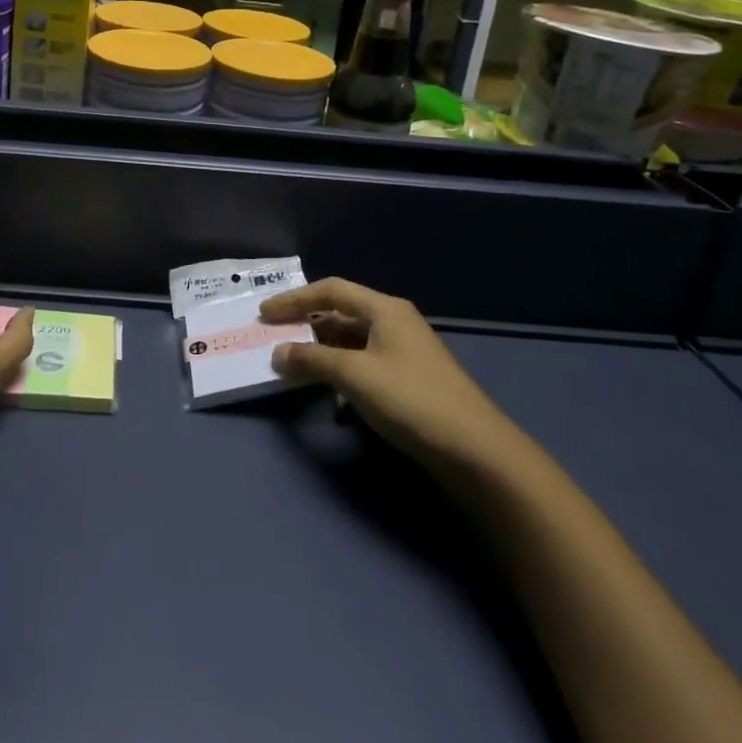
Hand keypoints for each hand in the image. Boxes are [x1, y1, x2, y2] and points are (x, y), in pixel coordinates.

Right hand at [262, 278, 514, 470]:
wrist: (477, 452)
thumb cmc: (411, 400)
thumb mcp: (354, 376)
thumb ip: (312, 360)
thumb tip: (277, 353)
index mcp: (384, 310)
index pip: (330, 290)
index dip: (294, 299)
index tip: (264, 314)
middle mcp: (394, 324)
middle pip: (340, 315)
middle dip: (306, 329)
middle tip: (275, 341)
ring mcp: (404, 353)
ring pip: (351, 344)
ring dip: (323, 357)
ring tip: (297, 373)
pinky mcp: (409, 382)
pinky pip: (365, 369)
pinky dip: (344, 379)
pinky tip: (336, 405)